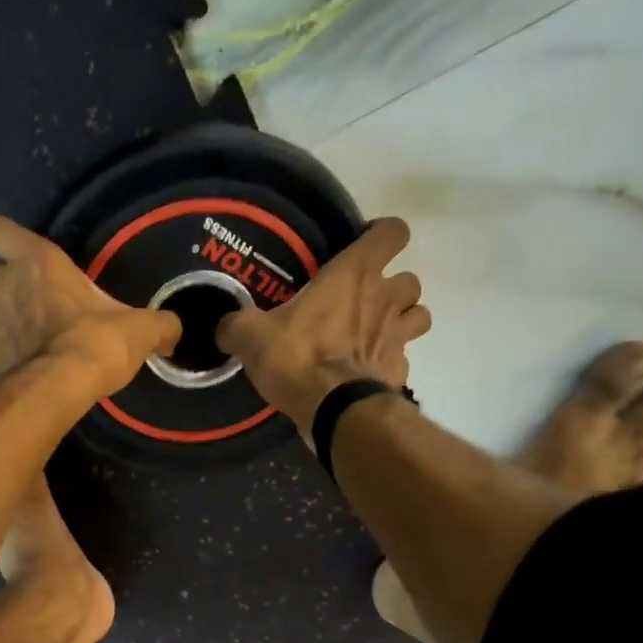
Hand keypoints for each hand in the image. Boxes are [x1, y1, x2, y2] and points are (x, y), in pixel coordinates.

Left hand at [0, 216, 179, 391]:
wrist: (60, 388)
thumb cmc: (97, 343)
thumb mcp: (140, 329)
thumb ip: (158, 325)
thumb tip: (175, 331)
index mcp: (36, 262)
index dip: (1, 241)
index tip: (19, 257)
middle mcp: (1, 287)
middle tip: (7, 299)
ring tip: (2, 334)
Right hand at [216, 216, 429, 436]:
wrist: (334, 409)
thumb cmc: (296, 357)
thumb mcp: (251, 336)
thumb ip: (237, 325)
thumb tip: (223, 327)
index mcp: (353, 274)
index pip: (392, 232)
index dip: (381, 236)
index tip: (361, 249)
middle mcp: (385, 297)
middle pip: (410, 278)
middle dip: (391, 287)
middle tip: (362, 303)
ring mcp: (398, 335)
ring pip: (418, 314)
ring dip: (402, 320)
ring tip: (373, 334)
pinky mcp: (400, 370)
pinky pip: (403, 357)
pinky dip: (389, 361)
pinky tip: (366, 371)